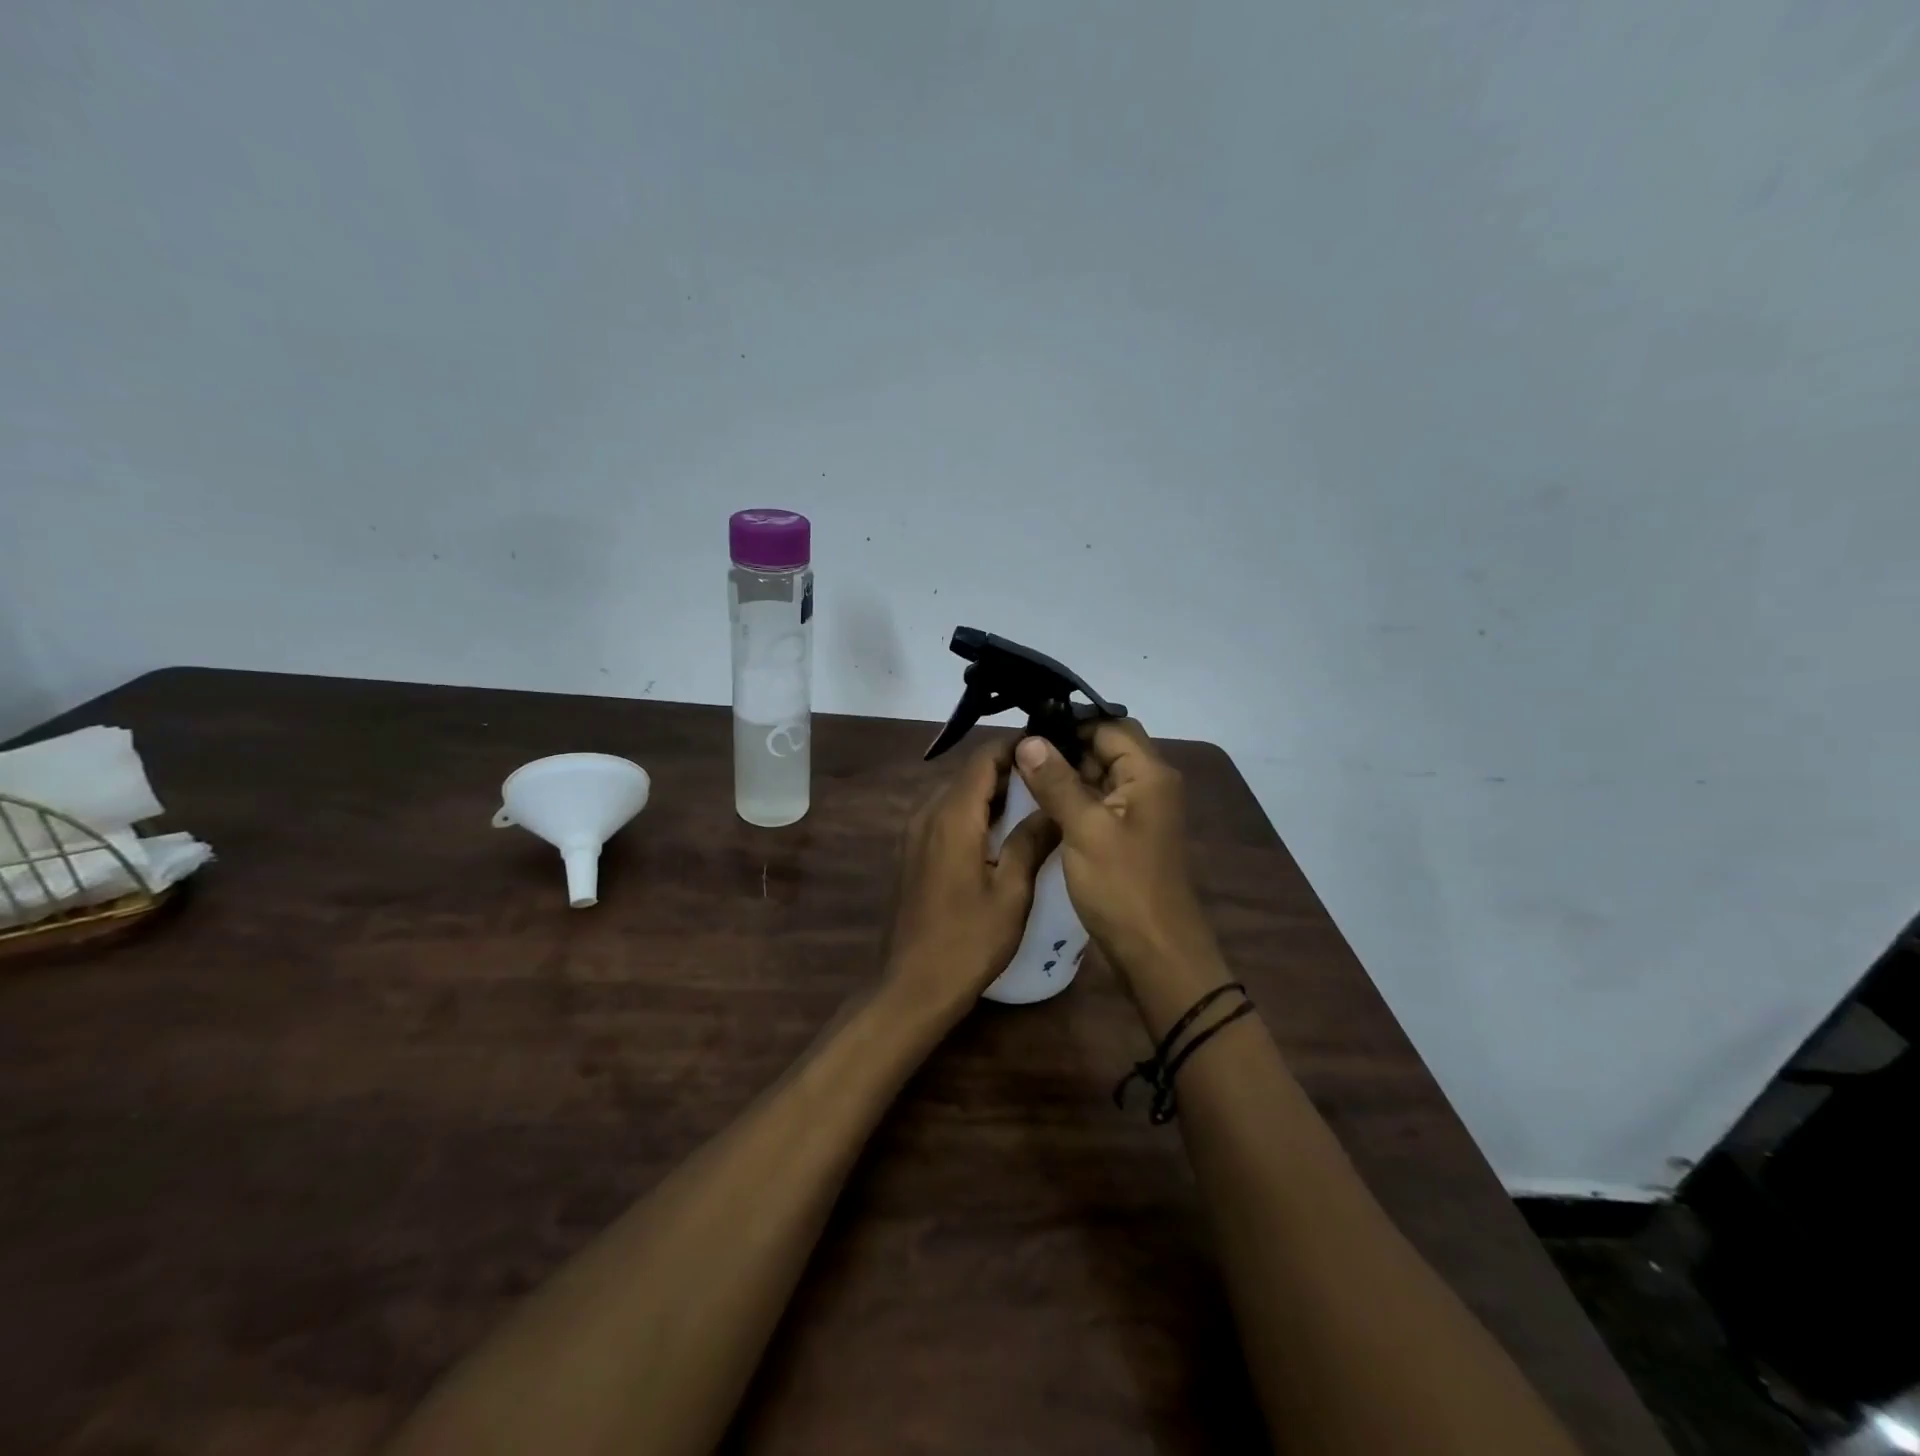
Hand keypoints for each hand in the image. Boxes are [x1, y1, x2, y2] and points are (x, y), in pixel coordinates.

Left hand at [885, 740, 1060, 1011]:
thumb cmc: (969, 941)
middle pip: (968, 773)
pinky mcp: (909, 852)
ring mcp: (912, 833)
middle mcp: (926, 814)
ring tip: (1031, 800)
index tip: (1049, 747)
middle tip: (1048, 776)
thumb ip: (1031, 841)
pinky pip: (943, 815)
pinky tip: (997, 832)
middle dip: (1007, 768)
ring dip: (989, 791)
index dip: (1016, 746)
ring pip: (955, 793)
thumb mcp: (1011, 892)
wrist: (912, 986)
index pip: (983, 758)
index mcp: (952, 816)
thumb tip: (1054, 807)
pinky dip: (971, 812)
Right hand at [1012, 721, 1216, 990]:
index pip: (1109, 725)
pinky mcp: (1129, 836)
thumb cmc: (1123, 887)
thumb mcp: (1084, 830)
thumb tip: (1029, 740)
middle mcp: (1150, 784)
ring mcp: (1141, 812)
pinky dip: (1074, 798)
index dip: (1070, 722)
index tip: (1027, 727)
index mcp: (1149, 773)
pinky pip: (1100, 802)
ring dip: (1068, 773)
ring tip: (1022, 774)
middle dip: (1066, 747)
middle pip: (1107, 747)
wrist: (1156, 953)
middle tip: (1019, 753)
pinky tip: (1041, 804)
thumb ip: (1057, 782)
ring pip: (1101, 775)